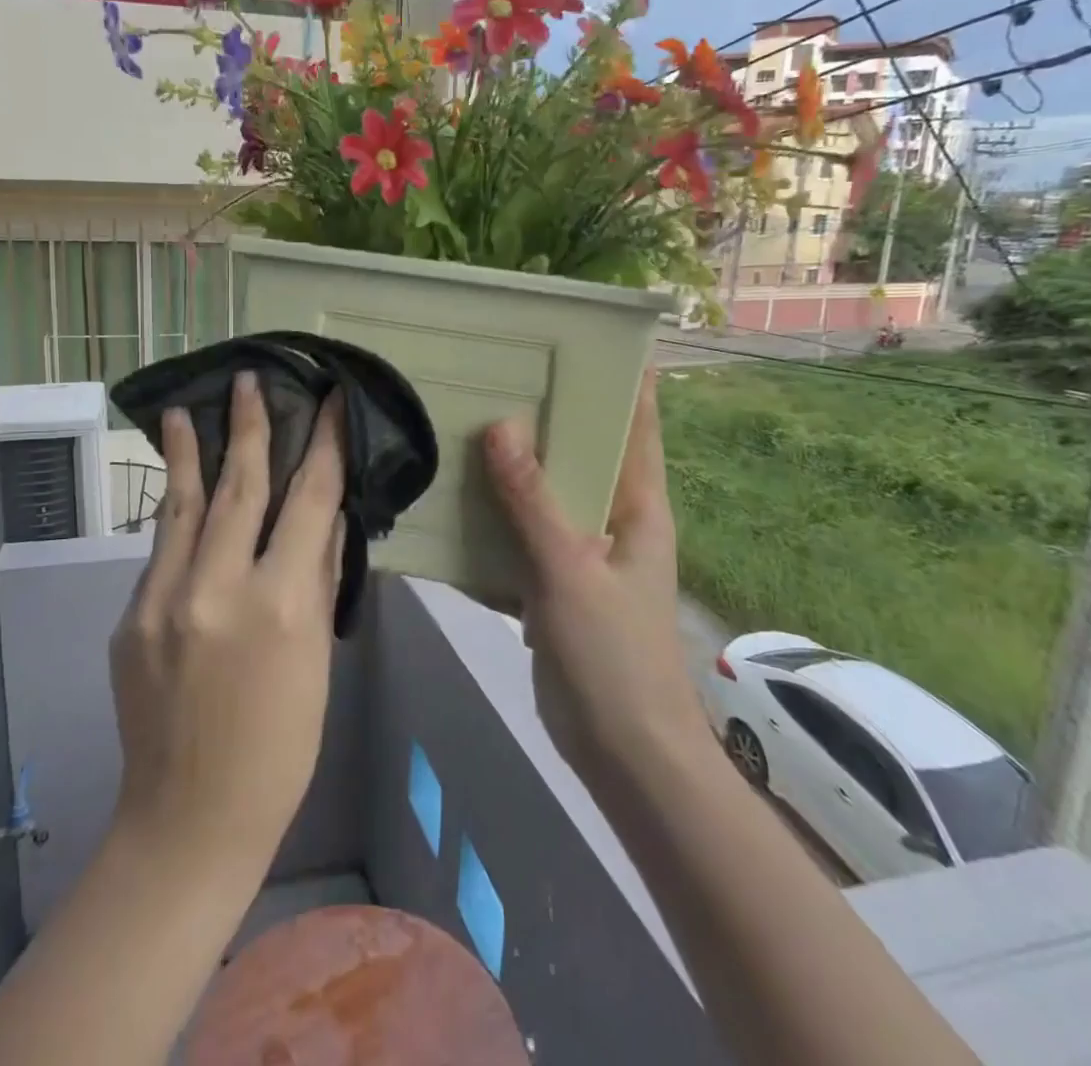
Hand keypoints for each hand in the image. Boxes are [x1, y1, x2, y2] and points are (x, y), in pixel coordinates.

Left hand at [108, 372, 345, 880]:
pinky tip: (179, 495)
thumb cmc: (280, 746)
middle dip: (250, 427)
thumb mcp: (316, 660)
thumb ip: (317, 578)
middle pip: (240, 486)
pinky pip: (162, 551)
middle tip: (249, 379)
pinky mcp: (129, 616)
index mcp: (280, 603)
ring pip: (183, 505)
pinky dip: (175, 516)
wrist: (190, 818)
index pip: (309, 500)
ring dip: (189, 454)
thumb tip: (323, 515)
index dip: (323, 444)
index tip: (328, 402)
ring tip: (187, 409)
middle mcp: (218, 587)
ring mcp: (163, 599)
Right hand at [483, 370, 707, 790]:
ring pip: (546, 493)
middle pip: (582, 451)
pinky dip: (495, 518)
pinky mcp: (554, 584)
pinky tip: (452, 499)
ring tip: (464, 421)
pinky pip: (522, 536)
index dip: (621, 377)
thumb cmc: (614, 656)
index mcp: (638, 505)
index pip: (637, 423)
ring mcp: (582, 553)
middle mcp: (614, 519)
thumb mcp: (569, 571)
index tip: (581, 336)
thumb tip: (500, 425)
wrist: (623, 754)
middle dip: (546, 415)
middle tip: (497, 371)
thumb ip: (532, 500)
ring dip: (513, 466)